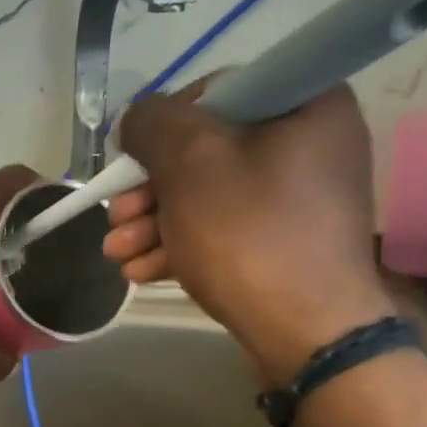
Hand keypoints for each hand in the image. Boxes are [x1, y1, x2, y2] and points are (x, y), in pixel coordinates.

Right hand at [102, 83, 392, 382]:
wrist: (308, 334)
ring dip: (154, 223)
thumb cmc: (250, 235)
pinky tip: (140, 271)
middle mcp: (311, 144)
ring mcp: (301, 201)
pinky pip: (227, 230)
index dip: (166, 125)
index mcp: (307, 103)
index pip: (219, 92)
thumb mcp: (189, 163)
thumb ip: (153, 124)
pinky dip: (183, 245)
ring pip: (210, 197)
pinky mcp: (287, 246)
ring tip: (116, 254)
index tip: (133, 160)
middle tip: (115, 217)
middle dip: (149, 190)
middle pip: (209, 152)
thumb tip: (138, 120)